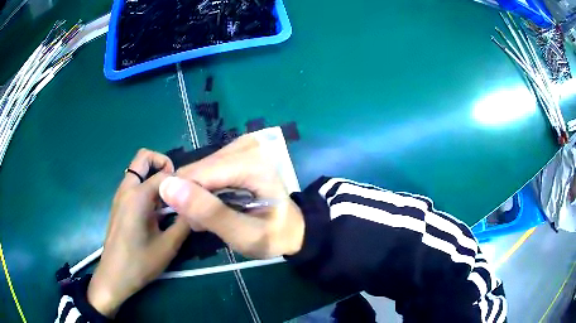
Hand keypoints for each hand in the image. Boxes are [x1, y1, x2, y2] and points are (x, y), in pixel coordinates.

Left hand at [87, 149, 190, 317]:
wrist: (114, 276)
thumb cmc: (140, 263)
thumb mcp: (169, 246)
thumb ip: (185, 222)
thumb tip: (199, 206)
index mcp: (137, 196)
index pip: (164, 174)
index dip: (182, 181)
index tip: (193, 194)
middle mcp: (126, 189)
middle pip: (143, 158)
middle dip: (162, 163)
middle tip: (177, 186)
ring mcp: (120, 196)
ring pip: (137, 171)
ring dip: (155, 177)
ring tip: (170, 201)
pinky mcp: (119, 205)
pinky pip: (134, 184)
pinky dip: (147, 187)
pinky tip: (157, 211)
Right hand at [159, 134, 304, 258]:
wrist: (292, 228)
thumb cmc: (273, 236)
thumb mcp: (243, 234)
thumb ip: (208, 212)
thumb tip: (167, 186)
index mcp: (253, 163)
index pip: (198, 174)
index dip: (185, 199)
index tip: (193, 223)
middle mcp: (246, 146)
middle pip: (196, 171)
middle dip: (192, 199)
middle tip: (204, 223)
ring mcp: (240, 146)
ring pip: (197, 171)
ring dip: (197, 197)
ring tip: (212, 218)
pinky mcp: (235, 152)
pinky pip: (204, 170)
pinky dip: (204, 191)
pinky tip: (215, 205)